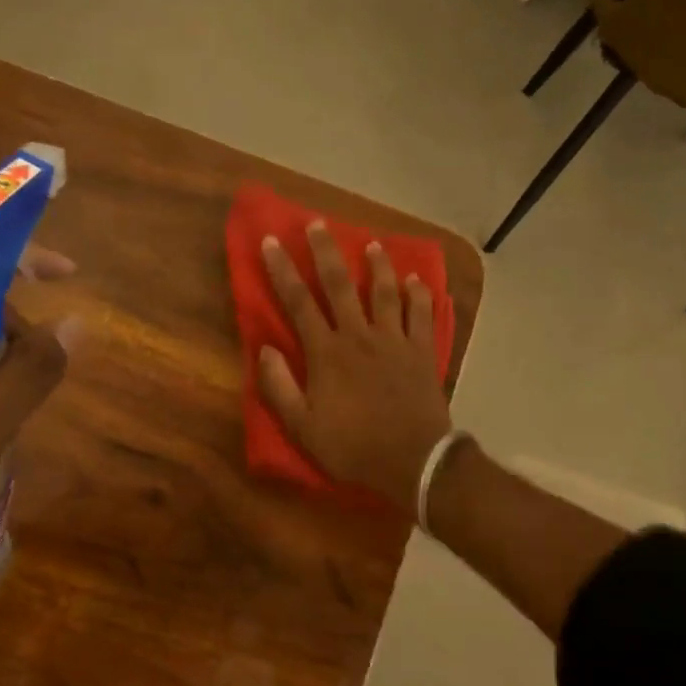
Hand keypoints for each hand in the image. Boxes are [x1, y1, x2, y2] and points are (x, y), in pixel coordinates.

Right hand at [258, 223, 449, 508]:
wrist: (413, 461)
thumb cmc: (352, 446)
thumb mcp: (302, 427)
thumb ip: (278, 387)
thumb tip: (263, 349)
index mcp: (326, 352)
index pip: (298, 302)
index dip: (282, 270)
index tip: (270, 241)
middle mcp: (359, 335)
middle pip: (339, 284)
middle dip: (325, 251)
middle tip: (318, 224)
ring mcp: (394, 340)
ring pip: (384, 291)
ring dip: (376, 265)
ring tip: (371, 244)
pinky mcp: (422, 351)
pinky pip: (421, 314)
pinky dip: (418, 294)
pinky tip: (416, 280)